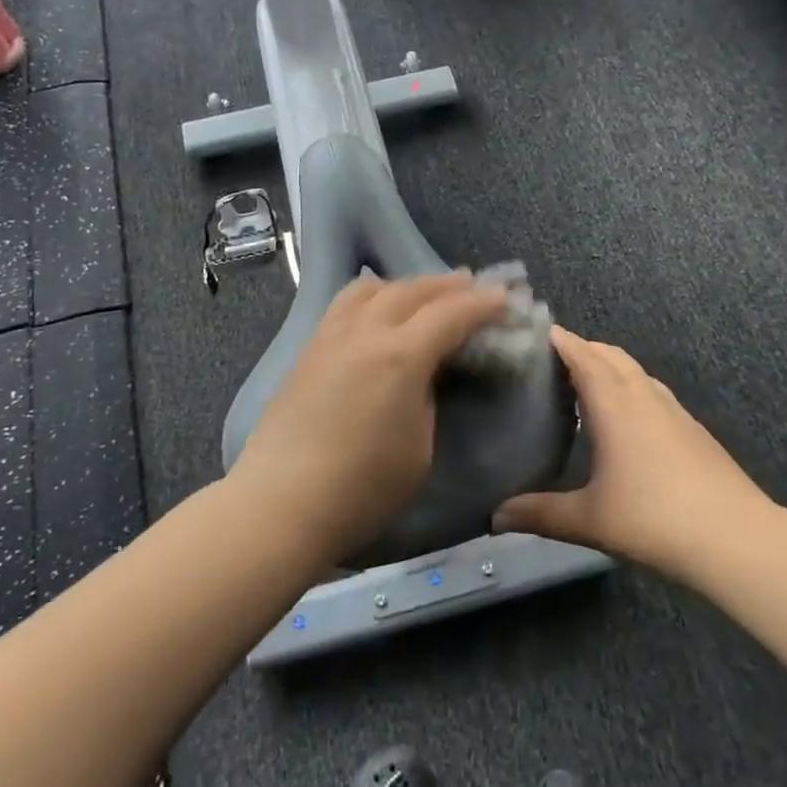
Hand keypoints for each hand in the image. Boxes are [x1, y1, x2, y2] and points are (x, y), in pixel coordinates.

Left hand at [230, 271, 509, 564]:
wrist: (281, 502)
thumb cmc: (362, 488)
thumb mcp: (420, 449)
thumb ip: (428, 400)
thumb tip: (425, 375)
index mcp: (401, 355)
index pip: (451, 314)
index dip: (482, 304)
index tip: (505, 298)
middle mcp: (365, 332)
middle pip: (412, 291)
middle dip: (447, 285)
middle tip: (472, 284)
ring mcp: (331, 336)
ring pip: (371, 288)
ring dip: (406, 284)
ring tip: (423, 292)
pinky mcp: (308, 350)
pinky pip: (345, 304)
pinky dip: (372, 296)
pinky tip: (376, 310)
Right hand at [495, 327, 775, 577]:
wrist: (735, 537)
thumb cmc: (654, 519)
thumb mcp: (589, 519)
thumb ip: (540, 514)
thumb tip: (494, 516)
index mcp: (614, 405)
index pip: (583, 356)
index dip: (560, 340)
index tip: (535, 330)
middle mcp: (643, 396)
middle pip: (610, 355)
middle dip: (582, 348)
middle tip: (550, 358)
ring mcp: (673, 409)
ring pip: (635, 370)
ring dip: (609, 365)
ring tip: (584, 381)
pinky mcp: (692, 427)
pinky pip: (652, 390)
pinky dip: (630, 386)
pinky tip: (626, 416)